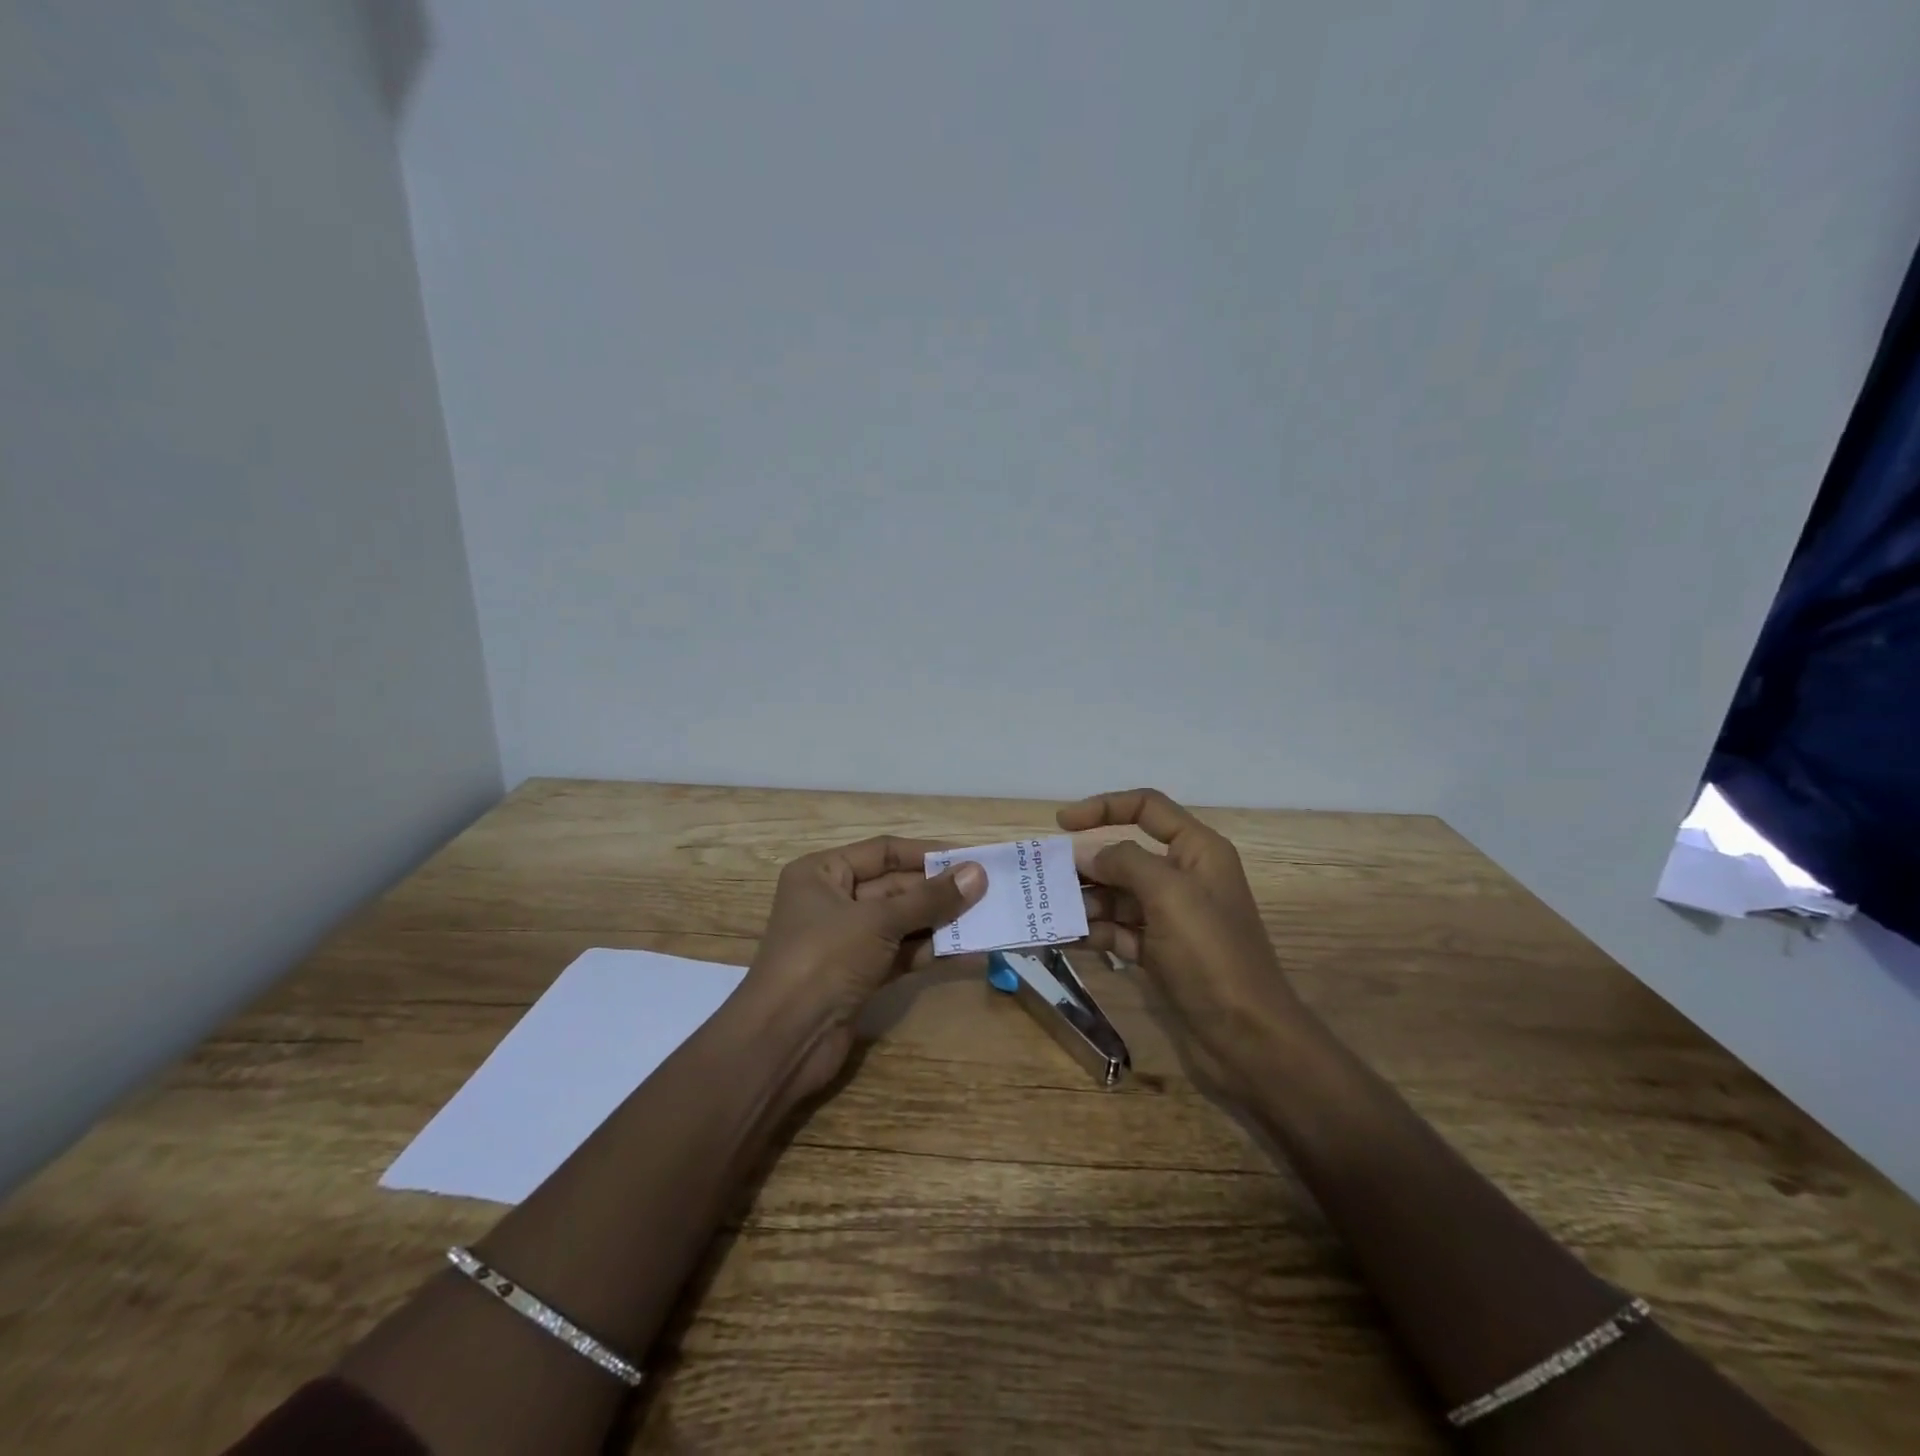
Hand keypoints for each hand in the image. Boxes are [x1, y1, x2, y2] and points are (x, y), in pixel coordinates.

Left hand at [743, 836, 986, 1098]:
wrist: (784, 1040)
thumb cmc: (824, 959)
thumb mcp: (878, 921)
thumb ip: (930, 898)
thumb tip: (977, 874)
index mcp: (822, 873)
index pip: (882, 851)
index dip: (926, 854)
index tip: (969, 858)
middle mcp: (832, 901)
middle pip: (894, 887)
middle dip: (938, 890)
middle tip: (988, 890)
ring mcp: (846, 941)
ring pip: (901, 922)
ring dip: (940, 921)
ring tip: (987, 917)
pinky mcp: (859, 976)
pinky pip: (901, 953)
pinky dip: (929, 951)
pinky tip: (967, 950)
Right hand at [1060, 788, 1302, 1093]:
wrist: (1248, 1038)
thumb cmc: (1212, 954)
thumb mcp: (1169, 895)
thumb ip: (1124, 862)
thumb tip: (1086, 853)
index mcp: (1197, 851)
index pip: (1147, 808)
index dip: (1104, 807)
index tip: (1062, 823)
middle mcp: (1184, 877)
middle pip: (1125, 855)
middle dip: (1086, 865)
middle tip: (1045, 879)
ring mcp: (1171, 917)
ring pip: (1117, 895)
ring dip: (1084, 901)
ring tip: (1052, 914)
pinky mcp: (1159, 952)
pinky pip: (1117, 931)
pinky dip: (1092, 932)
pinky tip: (1062, 938)